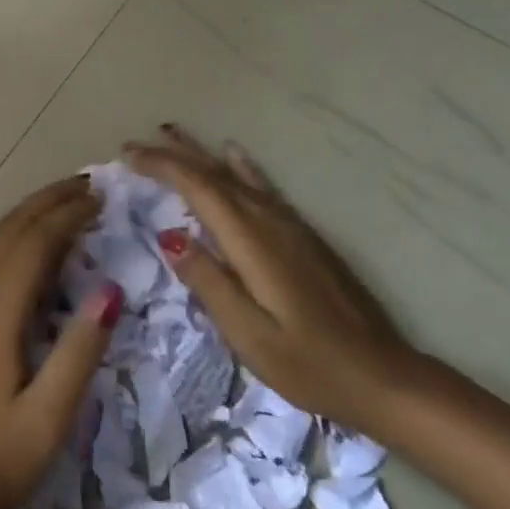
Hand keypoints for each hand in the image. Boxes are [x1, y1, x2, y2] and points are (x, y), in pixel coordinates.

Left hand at [0, 176, 122, 508]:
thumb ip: (80, 350)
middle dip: (48, 200)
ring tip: (72, 200)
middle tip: (90, 184)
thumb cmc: (4, 457)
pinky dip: (23, 236)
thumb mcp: (51, 414)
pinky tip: (47, 243)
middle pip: (11, 229)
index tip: (101, 197)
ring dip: (34, 213)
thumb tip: (111, 288)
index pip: (32, 244)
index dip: (66, 215)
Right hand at [127, 125, 416, 432]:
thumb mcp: (249, 334)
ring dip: (200, 153)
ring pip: (235, 174)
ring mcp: (288, 223)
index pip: (197, 186)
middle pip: (214, 173)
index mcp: (250, 240)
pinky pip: (260, 185)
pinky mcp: (302, 233)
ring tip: (172, 134)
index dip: (160, 165)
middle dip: (173, 154)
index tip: (127, 155)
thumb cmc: (309, 362)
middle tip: (136, 143)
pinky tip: (233, 154)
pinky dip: (238, 165)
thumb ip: (209, 282)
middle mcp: (268, 219)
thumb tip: (169, 237)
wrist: (382, 374)